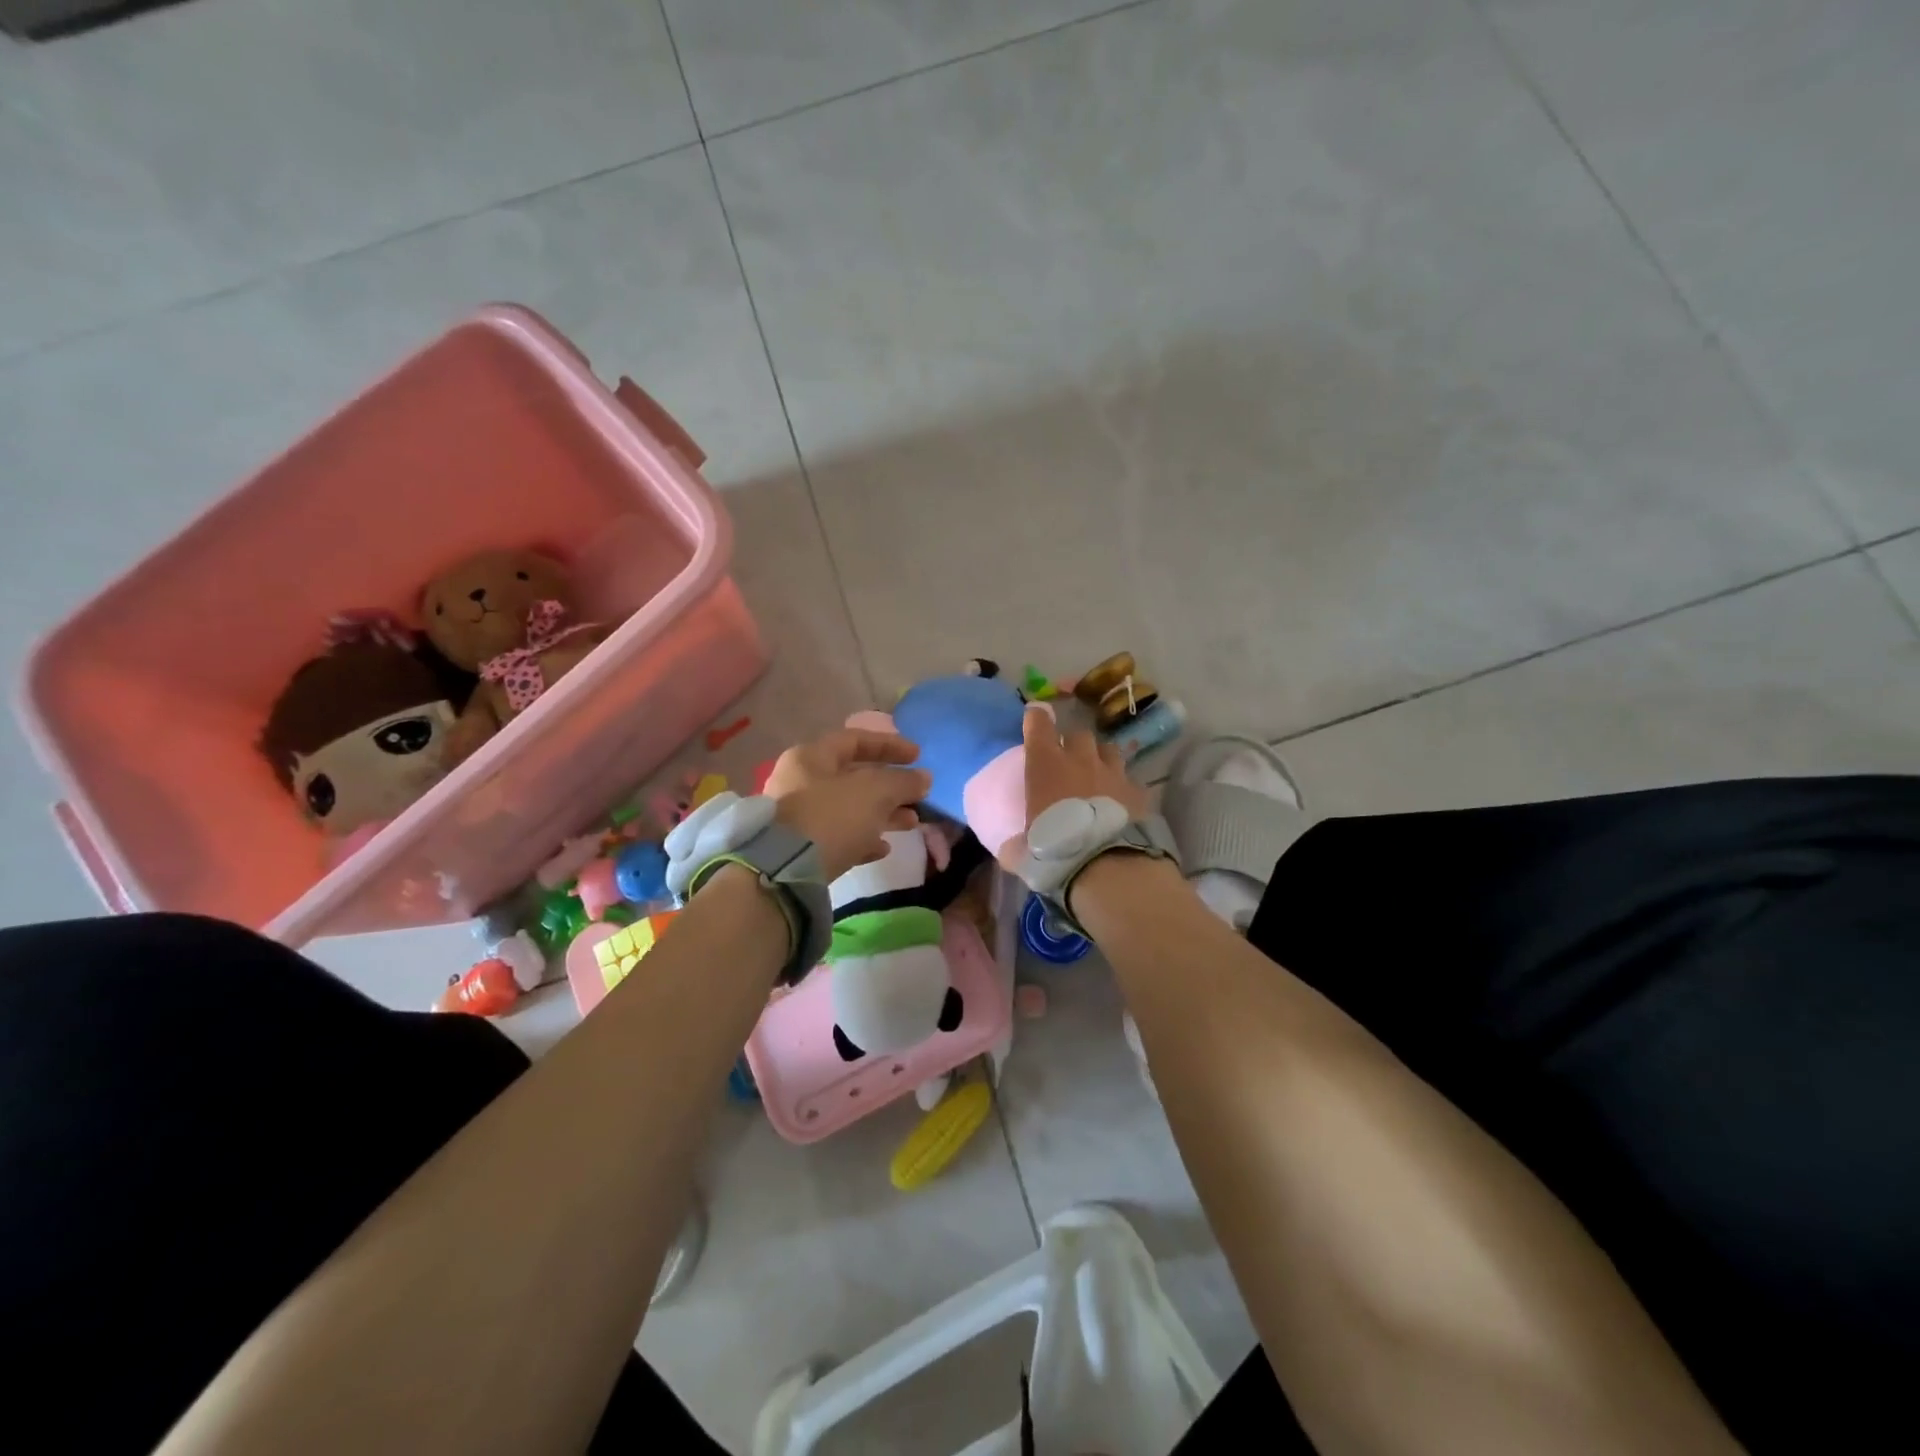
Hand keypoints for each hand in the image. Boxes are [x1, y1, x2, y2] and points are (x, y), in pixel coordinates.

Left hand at [764, 727, 931, 881]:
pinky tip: (883, 849)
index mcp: (811, 758)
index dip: (889, 745)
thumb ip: (903, 782)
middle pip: (853, 777)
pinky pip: (838, 837)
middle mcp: (800, 783)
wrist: (783, 873)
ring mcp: (798, 818)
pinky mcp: (800, 850)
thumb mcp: (874, 793)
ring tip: (911, 823)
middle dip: (890, 786)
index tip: (918, 756)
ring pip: (849, 809)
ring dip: (883, 814)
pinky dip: (863, 839)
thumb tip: (924, 778)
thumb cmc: (831, 817)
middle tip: (918, 795)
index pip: (855, 740)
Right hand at [1018, 703, 1149, 841]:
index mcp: (1046, 763)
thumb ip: (1014, 845)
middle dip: (1073, 744)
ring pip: (1109, 750)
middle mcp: (1080, 759)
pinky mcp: (1136, 791)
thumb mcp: (1023, 850)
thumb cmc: (1053, 848)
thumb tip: (1009, 850)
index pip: (1039, 723)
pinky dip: (1124, 788)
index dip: (1036, 718)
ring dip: (1101, 758)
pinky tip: (1121, 802)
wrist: (1102, 863)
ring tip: (1098, 775)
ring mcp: (1112, 772)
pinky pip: (1130, 781)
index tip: (1034, 719)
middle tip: (1069, 761)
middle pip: (1079, 734)